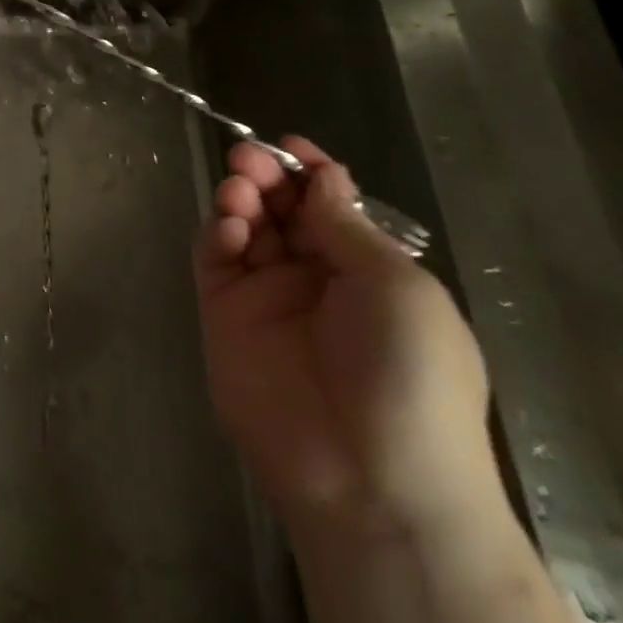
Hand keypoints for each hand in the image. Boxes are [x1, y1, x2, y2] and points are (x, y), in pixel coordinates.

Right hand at [194, 137, 498, 537]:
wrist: (369, 478)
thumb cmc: (406, 371)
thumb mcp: (396, 286)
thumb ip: (345, 225)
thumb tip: (320, 177)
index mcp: (367, 271)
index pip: (330, 206)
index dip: (310, 172)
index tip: (289, 144)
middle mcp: (314, 279)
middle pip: (281, 210)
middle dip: (266, 177)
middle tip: (250, 159)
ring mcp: (266, 298)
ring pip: (245, 228)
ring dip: (240, 198)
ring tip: (240, 190)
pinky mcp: (224, 316)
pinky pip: (215, 260)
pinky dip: (217, 233)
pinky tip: (229, 226)